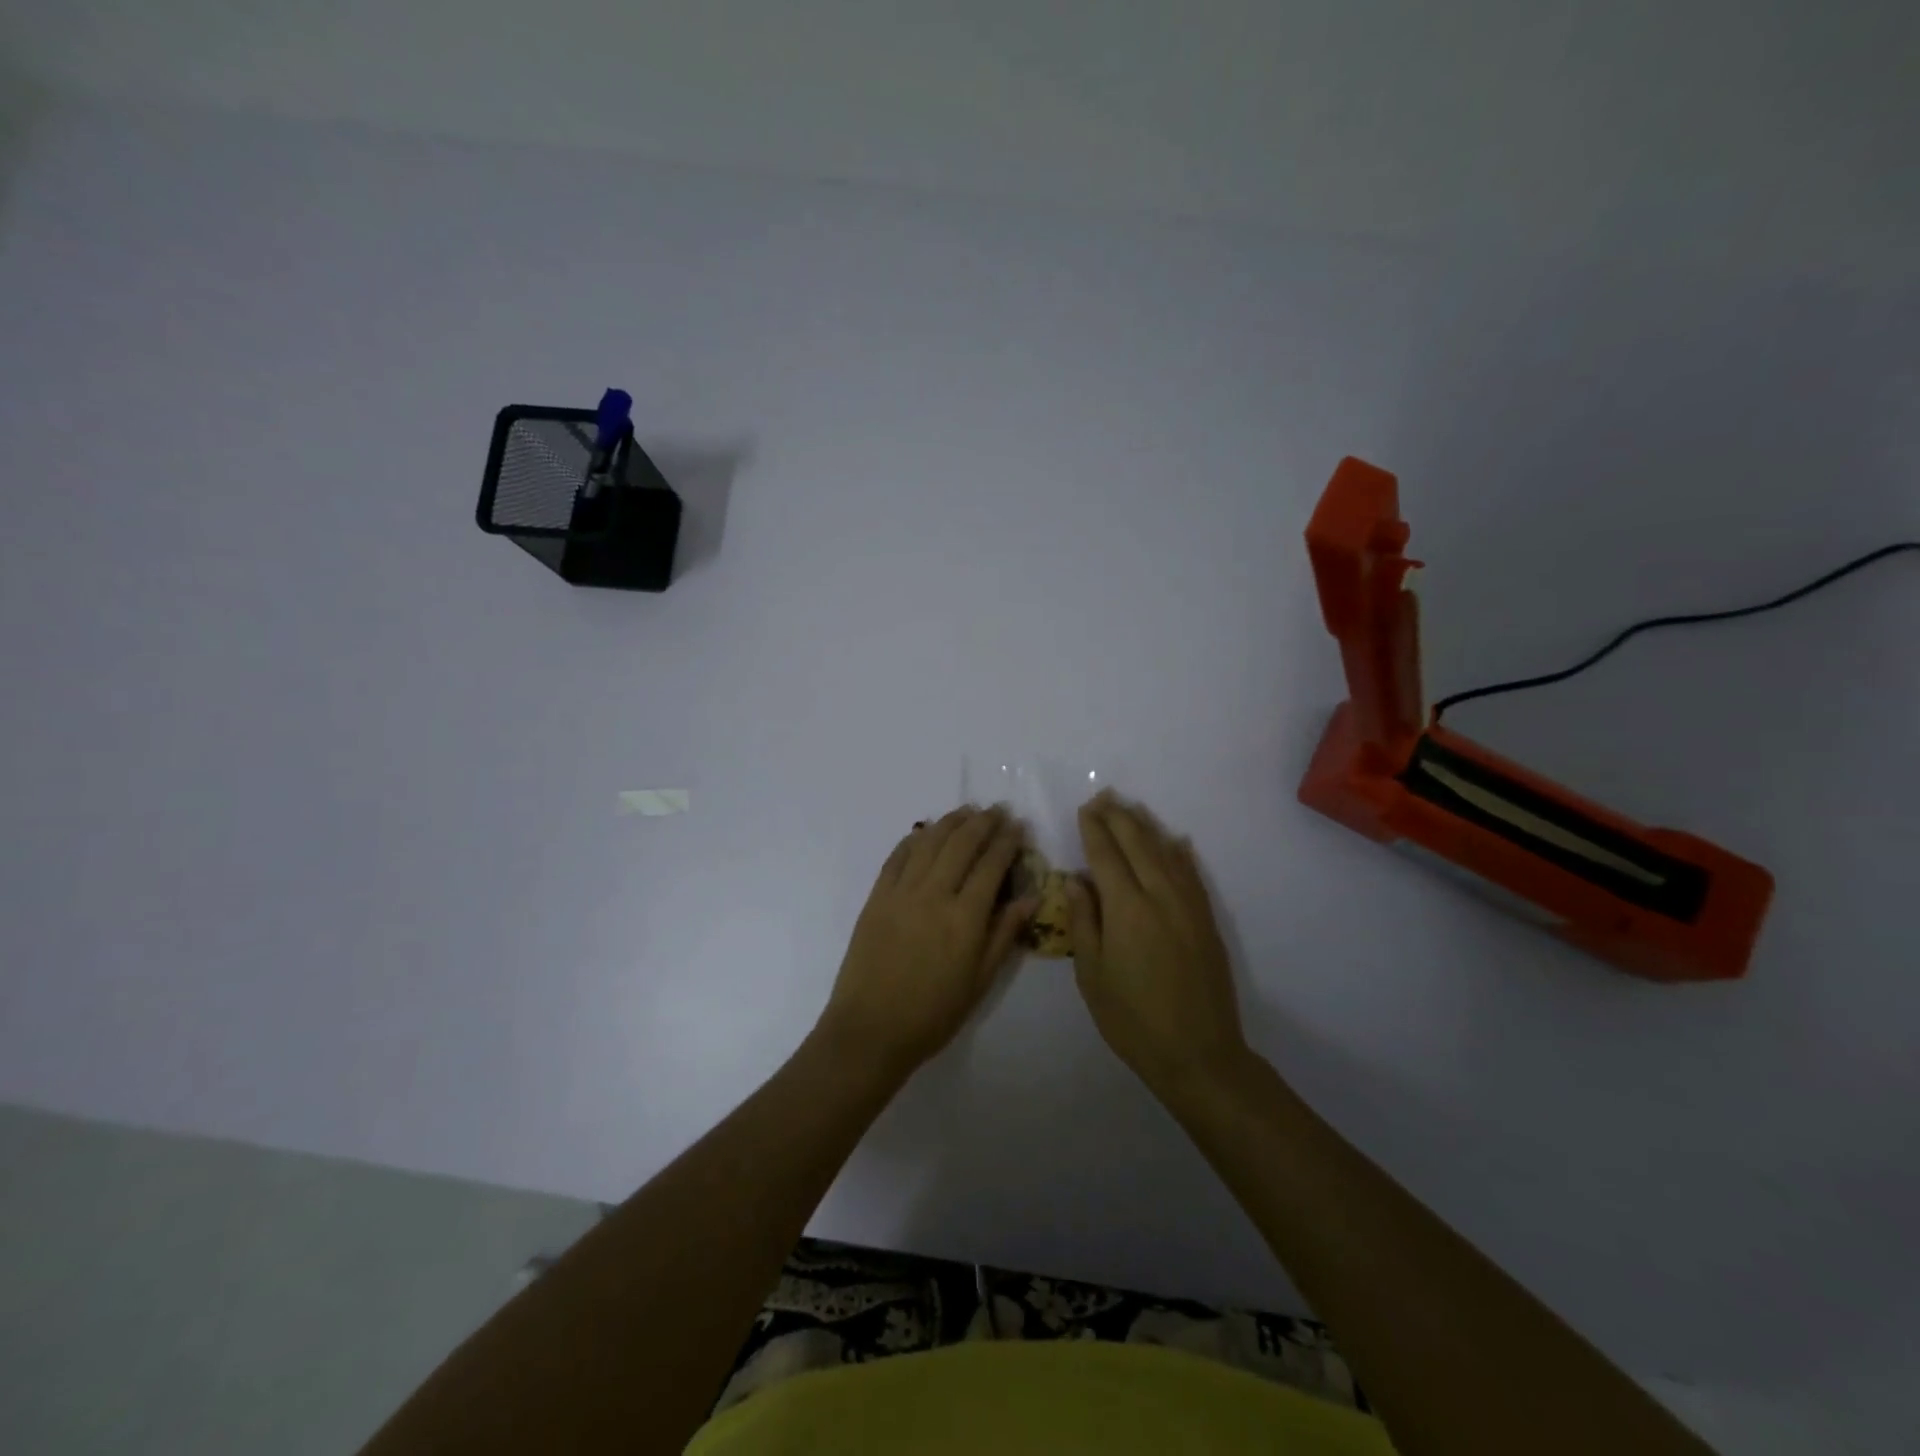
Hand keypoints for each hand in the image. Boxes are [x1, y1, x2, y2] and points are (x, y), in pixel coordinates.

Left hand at [816, 805, 1035, 1080]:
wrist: (870, 1030)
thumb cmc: (933, 1014)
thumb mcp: (980, 981)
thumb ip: (1004, 934)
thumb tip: (1031, 897)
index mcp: (965, 918)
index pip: (991, 865)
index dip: (1006, 841)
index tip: (1017, 825)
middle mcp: (934, 894)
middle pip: (962, 844)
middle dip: (983, 823)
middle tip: (997, 810)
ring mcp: (901, 892)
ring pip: (930, 842)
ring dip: (951, 822)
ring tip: (967, 811)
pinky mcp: (876, 897)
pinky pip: (897, 857)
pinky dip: (914, 838)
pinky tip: (925, 831)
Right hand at [1066, 792, 1249, 1094]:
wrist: (1198, 1053)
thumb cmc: (1132, 1019)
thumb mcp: (1092, 975)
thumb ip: (1084, 922)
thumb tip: (1076, 880)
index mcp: (1126, 909)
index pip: (1106, 856)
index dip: (1094, 830)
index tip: (1085, 808)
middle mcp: (1160, 896)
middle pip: (1138, 844)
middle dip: (1119, 818)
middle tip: (1104, 797)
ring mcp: (1188, 906)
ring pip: (1166, 852)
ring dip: (1147, 827)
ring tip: (1131, 809)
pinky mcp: (1206, 921)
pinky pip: (1192, 874)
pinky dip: (1180, 853)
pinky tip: (1175, 842)